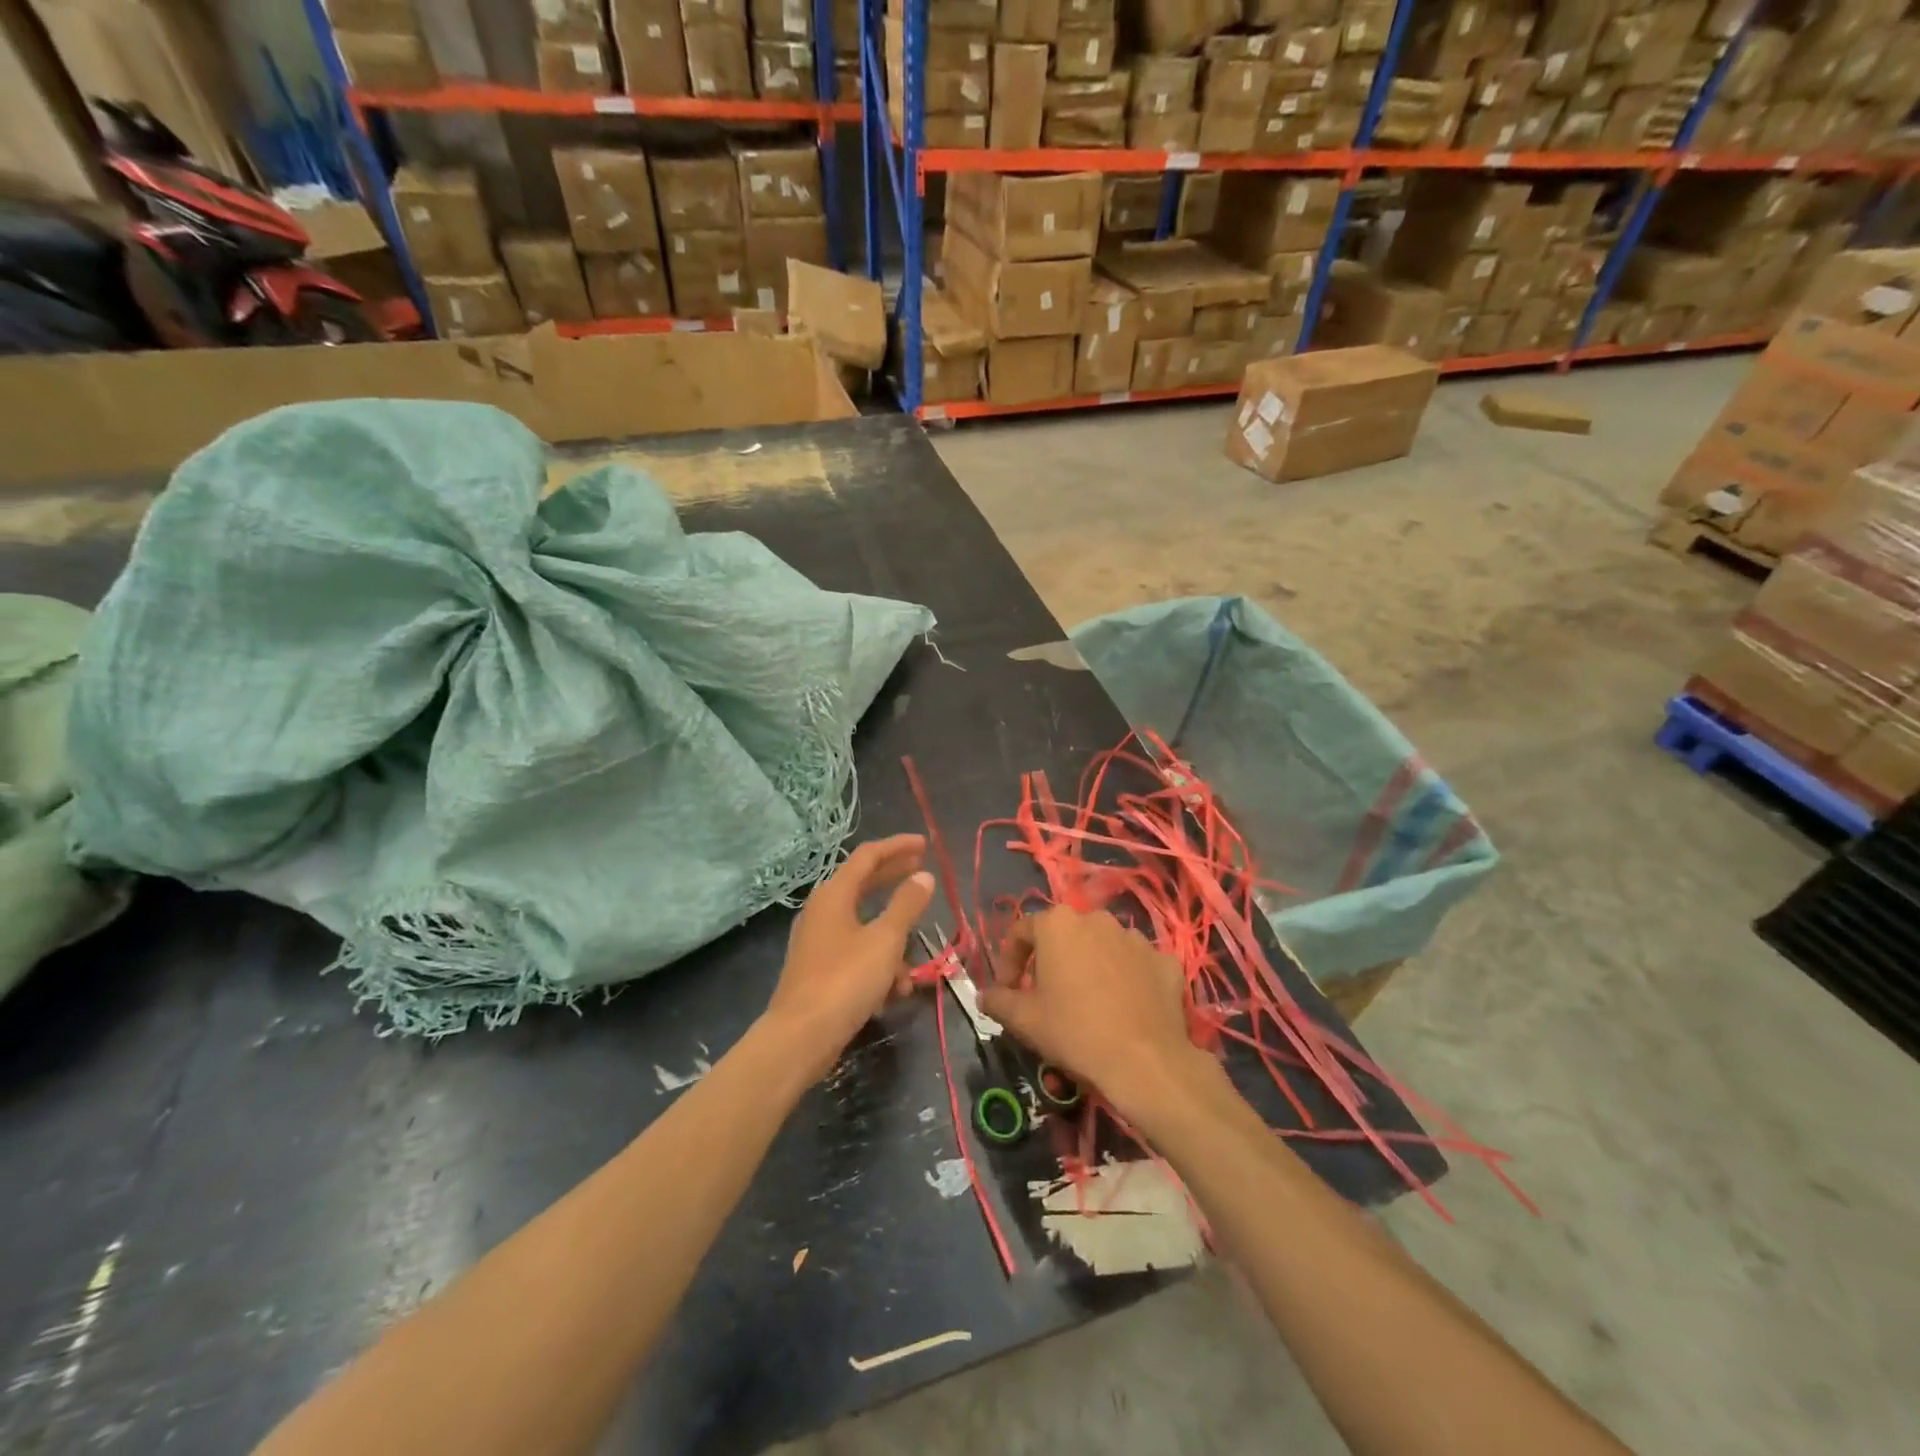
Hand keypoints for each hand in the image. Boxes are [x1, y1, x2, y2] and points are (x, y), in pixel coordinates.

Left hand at [761, 833, 935, 1081]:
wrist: (800, 1037)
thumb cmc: (845, 980)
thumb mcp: (885, 940)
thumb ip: (907, 905)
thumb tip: (924, 876)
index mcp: (834, 895)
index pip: (868, 856)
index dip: (898, 847)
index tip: (925, 845)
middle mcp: (823, 911)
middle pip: (864, 885)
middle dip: (895, 881)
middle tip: (924, 874)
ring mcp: (819, 942)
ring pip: (865, 927)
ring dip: (892, 942)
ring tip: (914, 967)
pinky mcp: (820, 970)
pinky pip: (856, 955)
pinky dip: (878, 966)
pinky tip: (895, 993)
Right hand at [979, 908, 1207, 1120]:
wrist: (1145, 1061)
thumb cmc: (1074, 1031)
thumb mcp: (1024, 1020)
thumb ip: (998, 1001)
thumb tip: (983, 997)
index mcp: (1058, 924)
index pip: (1021, 932)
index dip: (1009, 960)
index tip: (1007, 989)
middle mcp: (1097, 919)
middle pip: (1065, 935)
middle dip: (1052, 960)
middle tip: (1046, 995)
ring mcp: (1135, 938)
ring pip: (1103, 946)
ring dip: (1091, 966)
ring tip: (1089, 1002)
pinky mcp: (1165, 960)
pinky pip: (1137, 964)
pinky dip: (1128, 979)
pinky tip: (1125, 1007)